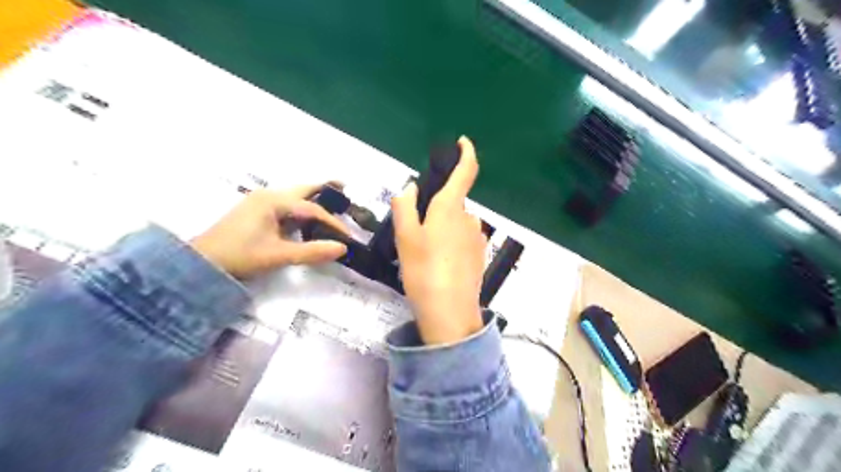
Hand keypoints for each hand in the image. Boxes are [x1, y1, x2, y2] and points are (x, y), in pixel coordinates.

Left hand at [190, 184, 347, 280]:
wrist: (202, 263)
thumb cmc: (240, 256)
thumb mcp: (279, 255)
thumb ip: (312, 251)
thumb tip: (343, 248)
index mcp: (274, 201)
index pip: (312, 209)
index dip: (332, 222)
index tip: (347, 236)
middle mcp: (268, 196)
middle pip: (303, 189)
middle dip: (323, 188)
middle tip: (344, 186)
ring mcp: (260, 202)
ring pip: (294, 196)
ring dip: (312, 198)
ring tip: (331, 199)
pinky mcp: (255, 212)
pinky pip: (285, 205)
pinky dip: (300, 208)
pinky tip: (307, 217)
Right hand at [389, 134, 481, 343]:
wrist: (449, 312)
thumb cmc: (423, 270)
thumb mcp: (405, 237)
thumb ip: (405, 206)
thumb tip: (411, 188)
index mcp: (451, 208)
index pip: (466, 172)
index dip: (466, 153)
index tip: (463, 143)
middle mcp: (469, 219)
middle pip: (452, 204)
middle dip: (436, 210)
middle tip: (416, 234)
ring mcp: (477, 238)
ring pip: (456, 223)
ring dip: (442, 229)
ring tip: (425, 254)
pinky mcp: (480, 255)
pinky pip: (463, 240)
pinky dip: (451, 244)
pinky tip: (439, 264)